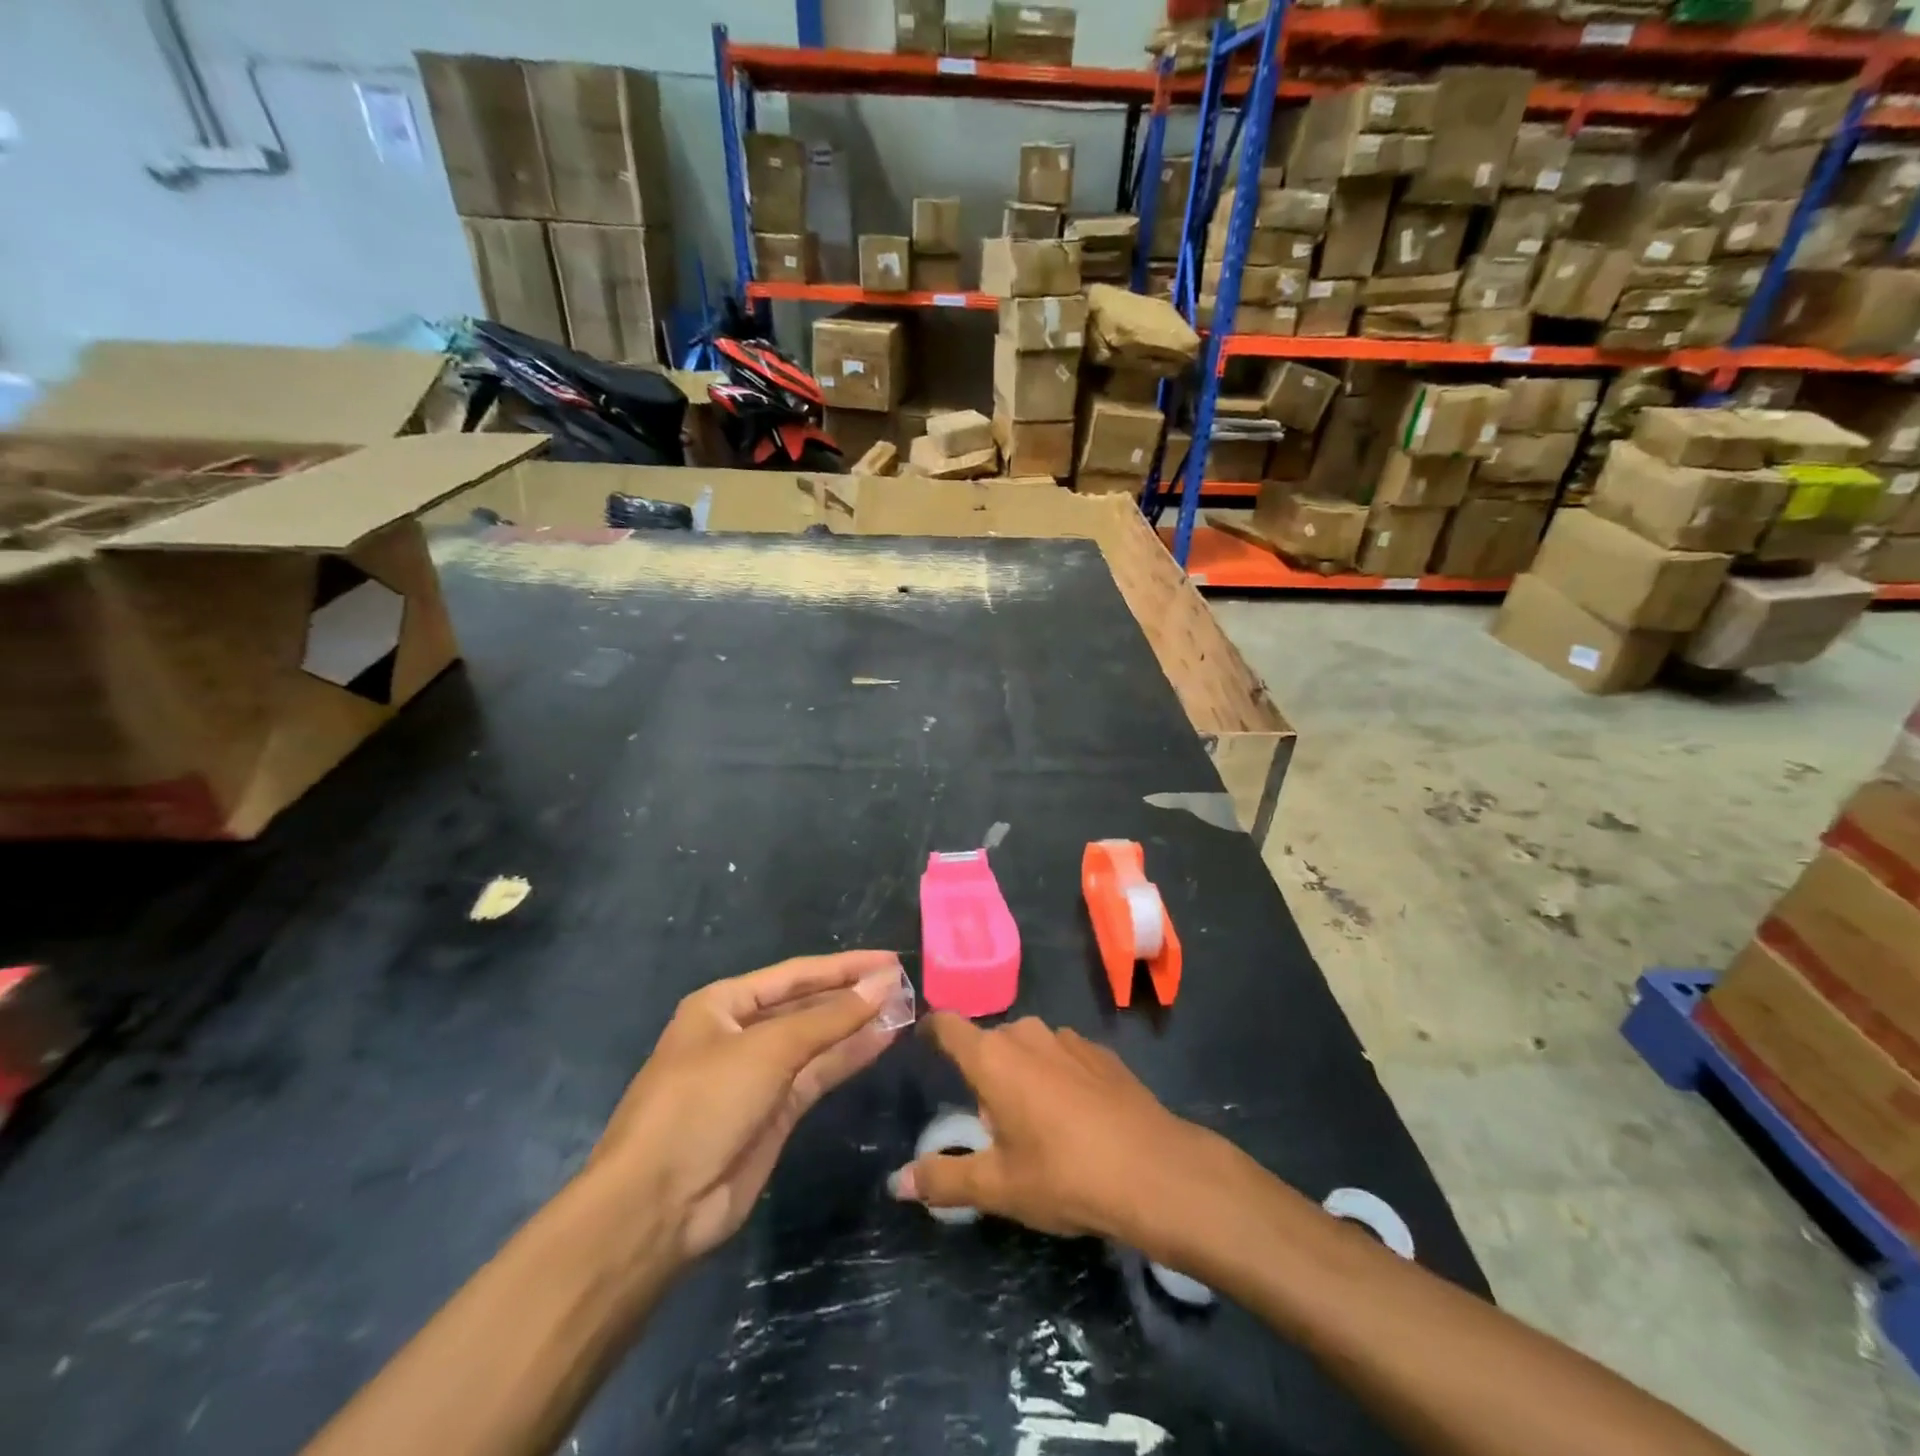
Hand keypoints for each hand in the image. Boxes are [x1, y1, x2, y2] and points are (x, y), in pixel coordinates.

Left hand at [592, 951, 903, 1264]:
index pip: (795, 974)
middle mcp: (741, 1033)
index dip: (844, 966)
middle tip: (905, 985)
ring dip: (857, 1025)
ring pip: (818, 1041)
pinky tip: (883, 1040)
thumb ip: (830, 1018)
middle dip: (852, 994)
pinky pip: (818, 1075)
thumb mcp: (767, 1050)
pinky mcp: (775, 1114)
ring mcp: (758, 1075)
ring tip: (905, 1008)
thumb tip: (883, 983)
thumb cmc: (702, 1104)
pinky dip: (849, 1057)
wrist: (657, 1207)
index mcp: (724, 1004)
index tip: (890, 960)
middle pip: (807, 1005)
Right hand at [890, 1014, 1230, 1256]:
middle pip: (990, 1043)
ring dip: (1022, 1073)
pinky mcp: (1101, 1051)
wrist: (1155, 1171)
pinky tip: (1076, 1117)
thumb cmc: (1064, 1175)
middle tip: (990, 1123)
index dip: (932, 1029)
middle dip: (983, 1073)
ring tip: (1036, 1123)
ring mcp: (1068, 1038)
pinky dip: (1057, 1076)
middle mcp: (1026, 1034)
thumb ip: (944, 1179)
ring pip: (1029, 1048)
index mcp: (992, 1057)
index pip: (948, 1025)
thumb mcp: (997, 1187)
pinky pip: (1063, 1056)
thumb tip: (898, 1182)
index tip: (923, 1042)